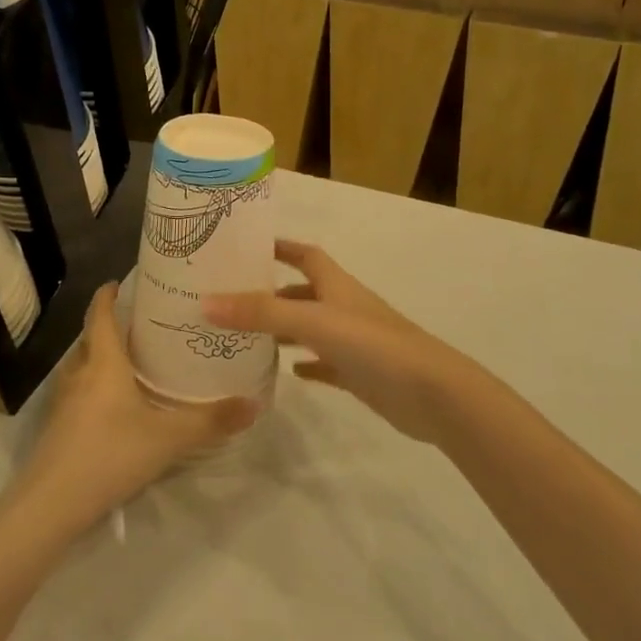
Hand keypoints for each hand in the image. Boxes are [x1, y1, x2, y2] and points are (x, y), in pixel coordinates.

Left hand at [15, 284, 259, 536]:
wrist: (51, 504)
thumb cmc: (110, 454)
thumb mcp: (168, 438)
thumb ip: (211, 421)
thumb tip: (254, 404)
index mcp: (103, 362)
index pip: (100, 314)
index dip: (108, 295)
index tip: (119, 281)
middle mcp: (79, 373)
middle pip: (91, 339)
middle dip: (111, 327)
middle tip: (143, 325)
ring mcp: (63, 402)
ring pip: (83, 367)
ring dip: (102, 358)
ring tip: (133, 362)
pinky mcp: (58, 427)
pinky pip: (79, 393)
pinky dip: (95, 387)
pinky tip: (116, 406)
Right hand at [206, 241, 469, 442]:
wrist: (434, 394)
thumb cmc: (374, 345)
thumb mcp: (313, 322)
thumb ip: (261, 313)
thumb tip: (206, 303)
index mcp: (337, 286)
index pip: (305, 254)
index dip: (280, 247)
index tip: (248, 246)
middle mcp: (345, 308)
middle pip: (305, 291)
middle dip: (273, 292)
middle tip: (233, 300)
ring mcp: (356, 342)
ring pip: (314, 328)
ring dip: (286, 328)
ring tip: (249, 336)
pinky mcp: (362, 374)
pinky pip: (328, 363)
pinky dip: (309, 363)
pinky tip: (290, 372)